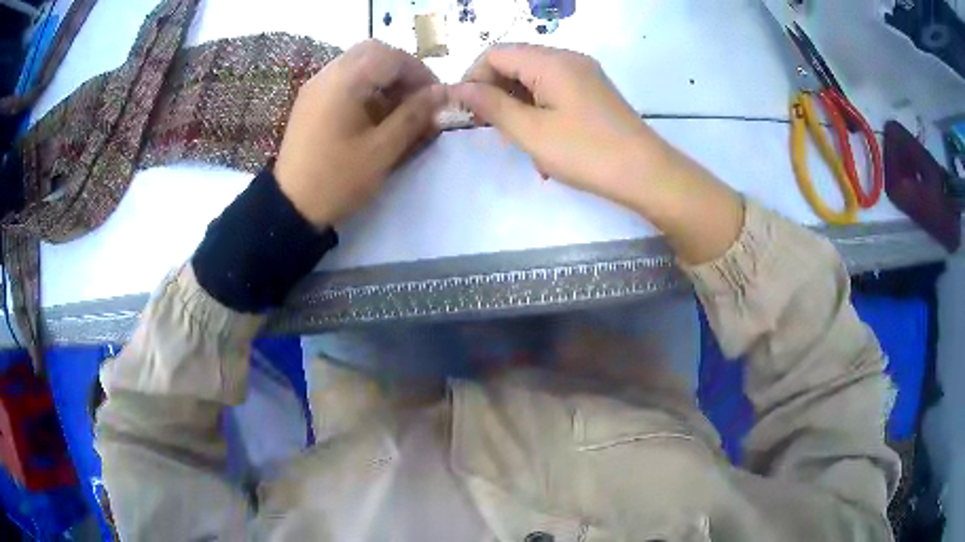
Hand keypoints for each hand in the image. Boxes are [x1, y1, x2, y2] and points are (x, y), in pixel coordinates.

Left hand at [274, 40, 446, 225]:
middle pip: (373, 52)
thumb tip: (442, 93)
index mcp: (345, 82)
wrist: (290, 207)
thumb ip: (415, 116)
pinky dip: (365, 86)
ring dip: (383, 77)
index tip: (435, 98)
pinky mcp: (310, 100)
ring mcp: (316, 86)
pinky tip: (372, 112)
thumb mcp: (382, 150)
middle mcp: (328, 74)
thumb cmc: (337, 179)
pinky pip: (343, 78)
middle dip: (401, 70)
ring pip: (358, 63)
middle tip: (417, 97)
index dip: (420, 73)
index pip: (392, 57)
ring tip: (397, 107)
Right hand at [450, 44, 666, 208]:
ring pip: (534, 78)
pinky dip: (539, 108)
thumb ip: (491, 105)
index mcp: (550, 61)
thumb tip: (459, 89)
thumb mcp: (531, 131)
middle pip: (515, 62)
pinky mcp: (593, 91)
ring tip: (519, 137)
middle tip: (491, 127)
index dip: (473, 78)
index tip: (467, 111)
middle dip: (495, 91)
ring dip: (517, 103)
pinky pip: (554, 89)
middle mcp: (568, 58)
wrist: (646, 174)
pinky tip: (542, 137)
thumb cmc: (586, 152)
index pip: (495, 53)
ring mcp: (584, 74)